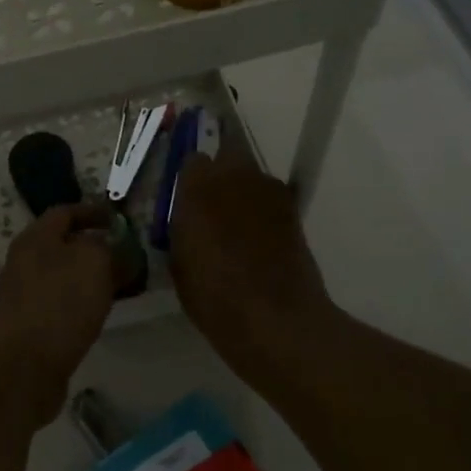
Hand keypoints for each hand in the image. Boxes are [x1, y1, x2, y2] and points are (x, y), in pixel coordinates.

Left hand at [0, 202, 117, 420]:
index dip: (95, 212)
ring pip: (66, 276)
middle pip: (66, 245)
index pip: (66, 212)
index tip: (121, 219)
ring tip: (125, 285)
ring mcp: (26, 295)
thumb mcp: (95, 263)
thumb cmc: (59, 304)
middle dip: (98, 247)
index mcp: (36, 237)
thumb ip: (113, 249)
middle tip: (131, 255)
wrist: (21, 367)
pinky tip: (103, 313)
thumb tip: (122, 250)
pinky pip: (64, 303)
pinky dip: (86, 302)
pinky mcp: (32, 325)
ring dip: (94, 277)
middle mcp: (26, 261)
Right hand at [168, 151, 334, 375]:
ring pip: (251, 175)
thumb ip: (182, 227)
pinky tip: (259, 236)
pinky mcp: (292, 208)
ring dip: (243, 190)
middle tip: (212, 202)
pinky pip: (271, 197)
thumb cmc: (213, 295)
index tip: (186, 199)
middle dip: (220, 171)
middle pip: (227, 153)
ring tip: (238, 223)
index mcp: (197, 187)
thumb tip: (187, 218)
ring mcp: (268, 190)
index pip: (191, 160)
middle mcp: (234, 176)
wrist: (273, 316)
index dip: (190, 179)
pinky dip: (263, 209)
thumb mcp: (179, 262)